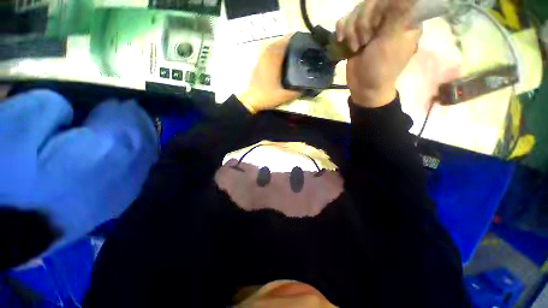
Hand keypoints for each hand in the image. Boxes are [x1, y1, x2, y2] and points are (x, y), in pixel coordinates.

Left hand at [238, 35, 300, 112]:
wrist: (251, 100)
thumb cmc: (267, 97)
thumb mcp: (283, 97)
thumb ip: (295, 93)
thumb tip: (305, 89)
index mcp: (273, 63)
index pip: (282, 45)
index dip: (290, 39)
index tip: (299, 37)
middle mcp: (266, 58)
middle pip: (276, 44)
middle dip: (286, 41)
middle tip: (296, 44)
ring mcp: (261, 61)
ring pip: (270, 48)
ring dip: (279, 46)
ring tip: (288, 49)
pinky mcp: (258, 66)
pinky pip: (266, 53)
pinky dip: (272, 51)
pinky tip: (277, 58)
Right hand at [337, 0, 420, 107]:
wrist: (363, 87)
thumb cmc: (381, 67)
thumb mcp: (391, 41)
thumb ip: (397, 14)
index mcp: (403, 18)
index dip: (377, 10)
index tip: (375, 29)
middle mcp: (387, 18)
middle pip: (369, 3)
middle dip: (362, 23)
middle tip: (365, 42)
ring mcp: (370, 26)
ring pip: (356, 12)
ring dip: (351, 31)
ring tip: (355, 48)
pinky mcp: (356, 34)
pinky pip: (345, 21)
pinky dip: (341, 30)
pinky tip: (341, 40)